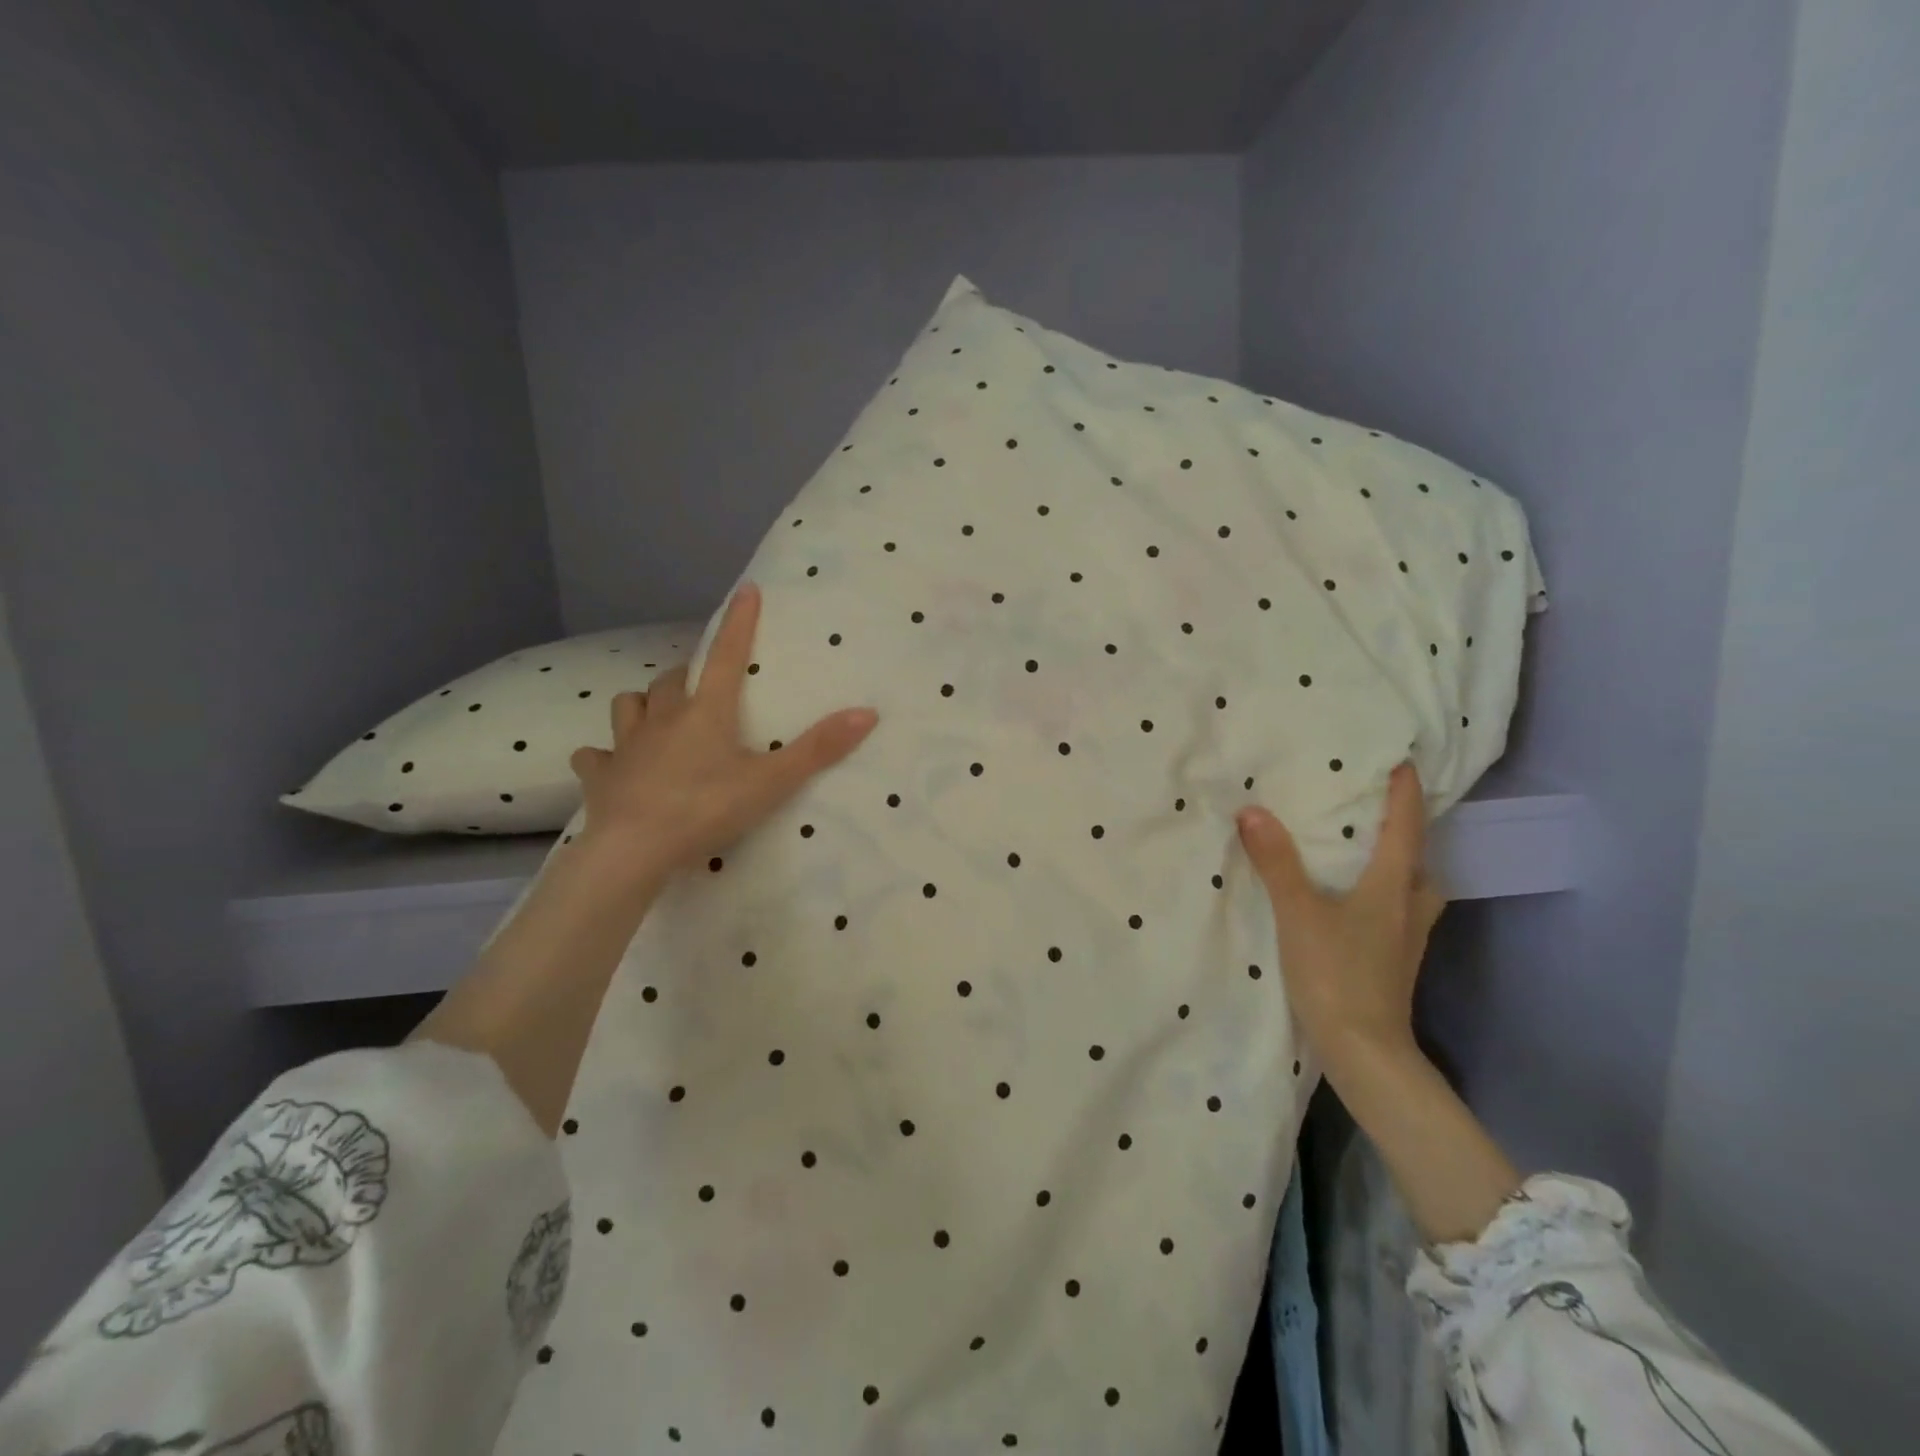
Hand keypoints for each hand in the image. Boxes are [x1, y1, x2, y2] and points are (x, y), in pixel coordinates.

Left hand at [568, 583, 877, 885]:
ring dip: (643, 705)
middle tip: (702, 688)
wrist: (634, 850)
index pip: (725, 656)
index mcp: (705, 713)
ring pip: (628, 705)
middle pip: (671, 680)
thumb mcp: (771, 782)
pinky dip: (604, 755)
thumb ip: (818, 749)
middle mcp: (662, 718)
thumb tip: (868, 712)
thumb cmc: (706, 809)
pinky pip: (595, 755)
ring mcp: (625, 745)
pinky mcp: (600, 775)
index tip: (745, 591)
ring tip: (656, 718)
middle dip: (687, 676)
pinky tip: (613, 766)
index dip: (738, 623)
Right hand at [1235, 761, 1445, 1073]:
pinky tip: (1356, 903)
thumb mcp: (1298, 913)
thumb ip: (1276, 863)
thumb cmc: (1336, 974)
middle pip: (1420, 860)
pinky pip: (1398, 912)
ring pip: (1413, 890)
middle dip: (1408, 832)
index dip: (1404, 794)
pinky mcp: (1395, 962)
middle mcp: (1408, 908)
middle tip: (1382, 810)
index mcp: (1392, 888)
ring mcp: (1406, 939)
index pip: (1406, 828)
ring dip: (1399, 867)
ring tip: (1368, 855)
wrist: (1363, 1051)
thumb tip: (1253, 811)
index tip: (1404, 762)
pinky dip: (1384, 895)